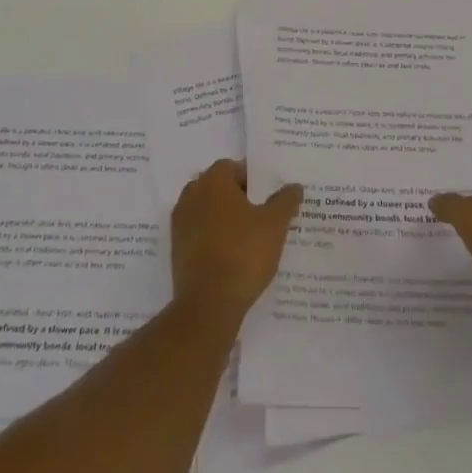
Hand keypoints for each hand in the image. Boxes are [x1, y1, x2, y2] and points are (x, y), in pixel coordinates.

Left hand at [172, 160, 303, 322]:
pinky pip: (199, 234)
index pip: (232, 167)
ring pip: (207, 211)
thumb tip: (294, 186)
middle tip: (262, 213)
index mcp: (212, 182)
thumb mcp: (274, 225)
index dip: (252, 178)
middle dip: (238, 197)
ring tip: (249, 237)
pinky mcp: (176, 250)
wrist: (208, 305)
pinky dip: (214, 238)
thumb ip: (285, 201)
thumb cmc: (243, 254)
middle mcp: (191, 195)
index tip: (268, 194)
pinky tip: (232, 255)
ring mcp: (180, 224)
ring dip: (225, 218)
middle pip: (218, 188)